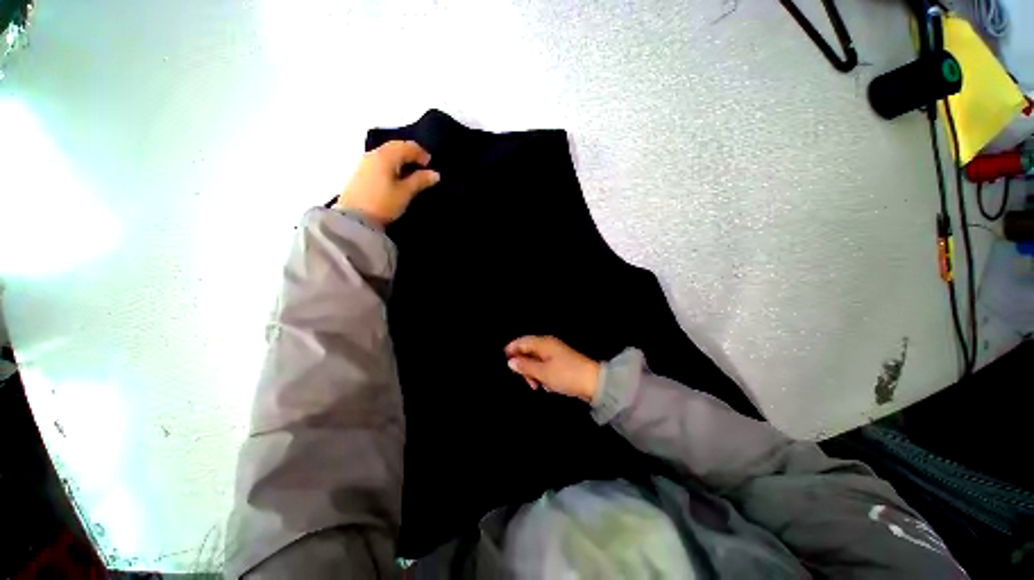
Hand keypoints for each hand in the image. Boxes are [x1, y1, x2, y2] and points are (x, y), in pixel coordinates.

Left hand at [334, 140, 440, 224]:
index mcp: (386, 156)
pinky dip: (391, 164)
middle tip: (422, 165)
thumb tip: (435, 174)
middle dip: (410, 153)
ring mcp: (365, 162)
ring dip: (400, 158)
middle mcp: (374, 154)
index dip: (420, 152)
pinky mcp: (360, 173)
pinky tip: (396, 175)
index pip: (406, 146)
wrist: (354, 218)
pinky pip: (380, 161)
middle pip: (395, 147)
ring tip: (410, 171)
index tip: (430, 163)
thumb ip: (420, 181)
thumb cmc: (383, 203)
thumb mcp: (405, 193)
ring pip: (386, 153)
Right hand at [505, 336, 599, 402]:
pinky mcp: (562, 363)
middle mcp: (549, 345)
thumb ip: (525, 366)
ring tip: (538, 386)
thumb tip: (511, 361)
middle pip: (529, 351)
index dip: (512, 349)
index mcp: (544, 343)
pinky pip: (546, 366)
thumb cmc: (566, 375)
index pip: (522, 341)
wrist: (594, 382)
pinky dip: (544, 375)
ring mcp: (556, 354)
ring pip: (537, 361)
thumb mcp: (543, 372)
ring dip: (534, 373)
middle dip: (525, 366)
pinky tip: (548, 386)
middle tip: (527, 381)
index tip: (504, 359)